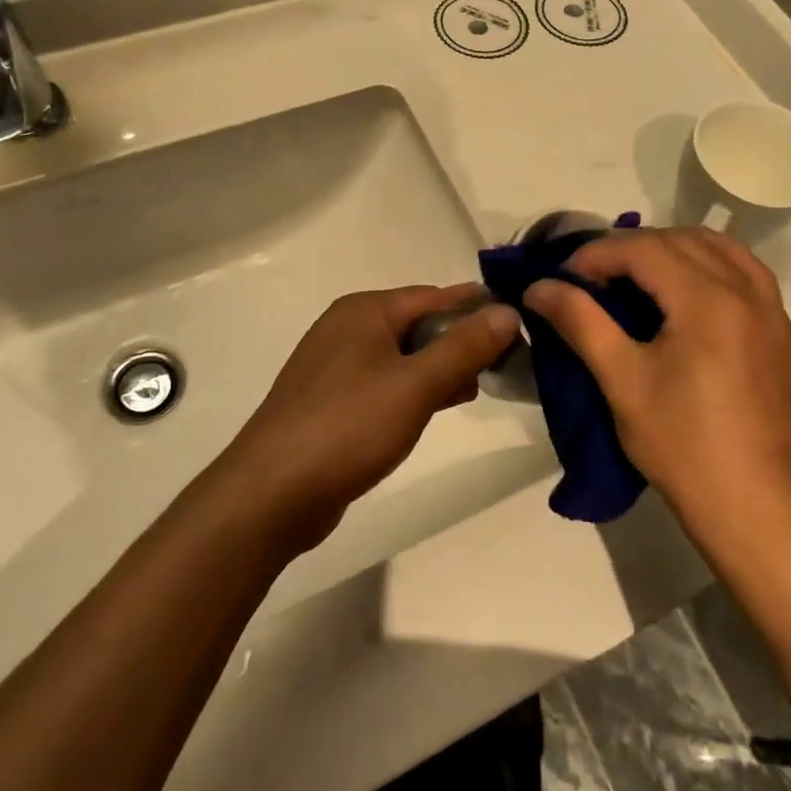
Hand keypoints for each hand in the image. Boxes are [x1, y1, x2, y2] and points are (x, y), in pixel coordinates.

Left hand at [220, 285, 519, 552]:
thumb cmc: (348, 427)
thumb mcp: (416, 385)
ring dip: (439, 368)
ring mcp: (335, 365)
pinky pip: (384, 382)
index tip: (519, 327)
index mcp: (364, 310)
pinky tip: (436, 408)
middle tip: (504, 365)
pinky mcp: (331, 400)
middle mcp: (347, 327)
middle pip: (418, 323)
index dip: (477, 309)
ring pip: (403, 355)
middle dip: (460, 342)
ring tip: (477, 388)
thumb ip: (464, 347)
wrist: (271, 494)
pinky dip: (414, 389)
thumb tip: (508, 311)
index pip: (435, 296)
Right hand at [524, 229, 790, 541]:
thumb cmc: (682, 444)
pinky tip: (687, 294)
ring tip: (637, 277)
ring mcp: (771, 311)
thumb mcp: (622, 380)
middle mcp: (746, 291)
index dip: (596, 254)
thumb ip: (580, 322)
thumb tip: (538, 286)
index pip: (643, 249)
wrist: (755, 507)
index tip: (564, 279)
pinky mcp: (782, 333)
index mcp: (708, 299)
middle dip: (630, 248)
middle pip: (679, 240)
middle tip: (592, 278)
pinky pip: (745, 272)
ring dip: (672, 249)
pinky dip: (709, 265)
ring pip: (718, 247)